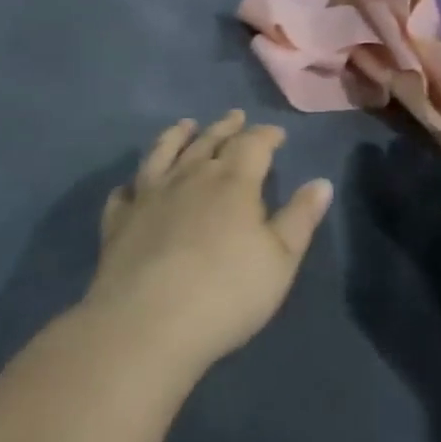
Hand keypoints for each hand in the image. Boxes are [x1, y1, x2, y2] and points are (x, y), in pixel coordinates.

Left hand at [83, 111, 333, 375]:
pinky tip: (132, 186)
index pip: (254, 144)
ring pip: (164, 152)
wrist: (147, 324)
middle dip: (226, 127)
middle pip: (210, 140)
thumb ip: (300, 218)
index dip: (267, 135)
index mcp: (233, 181)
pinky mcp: (119, 221)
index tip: (277, 134)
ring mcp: (150, 195)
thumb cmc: (226, 293)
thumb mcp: (280, 260)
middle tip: (235, 116)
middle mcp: (190, 176)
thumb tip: (321, 182)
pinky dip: (132, 184)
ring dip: (177, 136)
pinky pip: (125, 193)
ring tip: (185, 125)